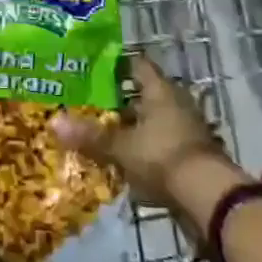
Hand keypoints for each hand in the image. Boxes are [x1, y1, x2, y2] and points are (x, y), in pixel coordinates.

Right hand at [53, 53, 233, 208]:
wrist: (209, 196)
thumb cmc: (162, 157)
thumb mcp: (121, 147)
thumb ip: (90, 135)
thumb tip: (53, 122)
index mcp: (160, 90)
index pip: (136, 65)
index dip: (116, 64)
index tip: (94, 68)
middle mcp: (176, 101)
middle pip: (145, 92)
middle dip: (122, 98)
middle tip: (94, 102)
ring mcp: (188, 127)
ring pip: (155, 117)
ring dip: (136, 124)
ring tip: (108, 130)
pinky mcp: (193, 152)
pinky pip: (164, 140)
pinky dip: (148, 145)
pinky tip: (129, 156)